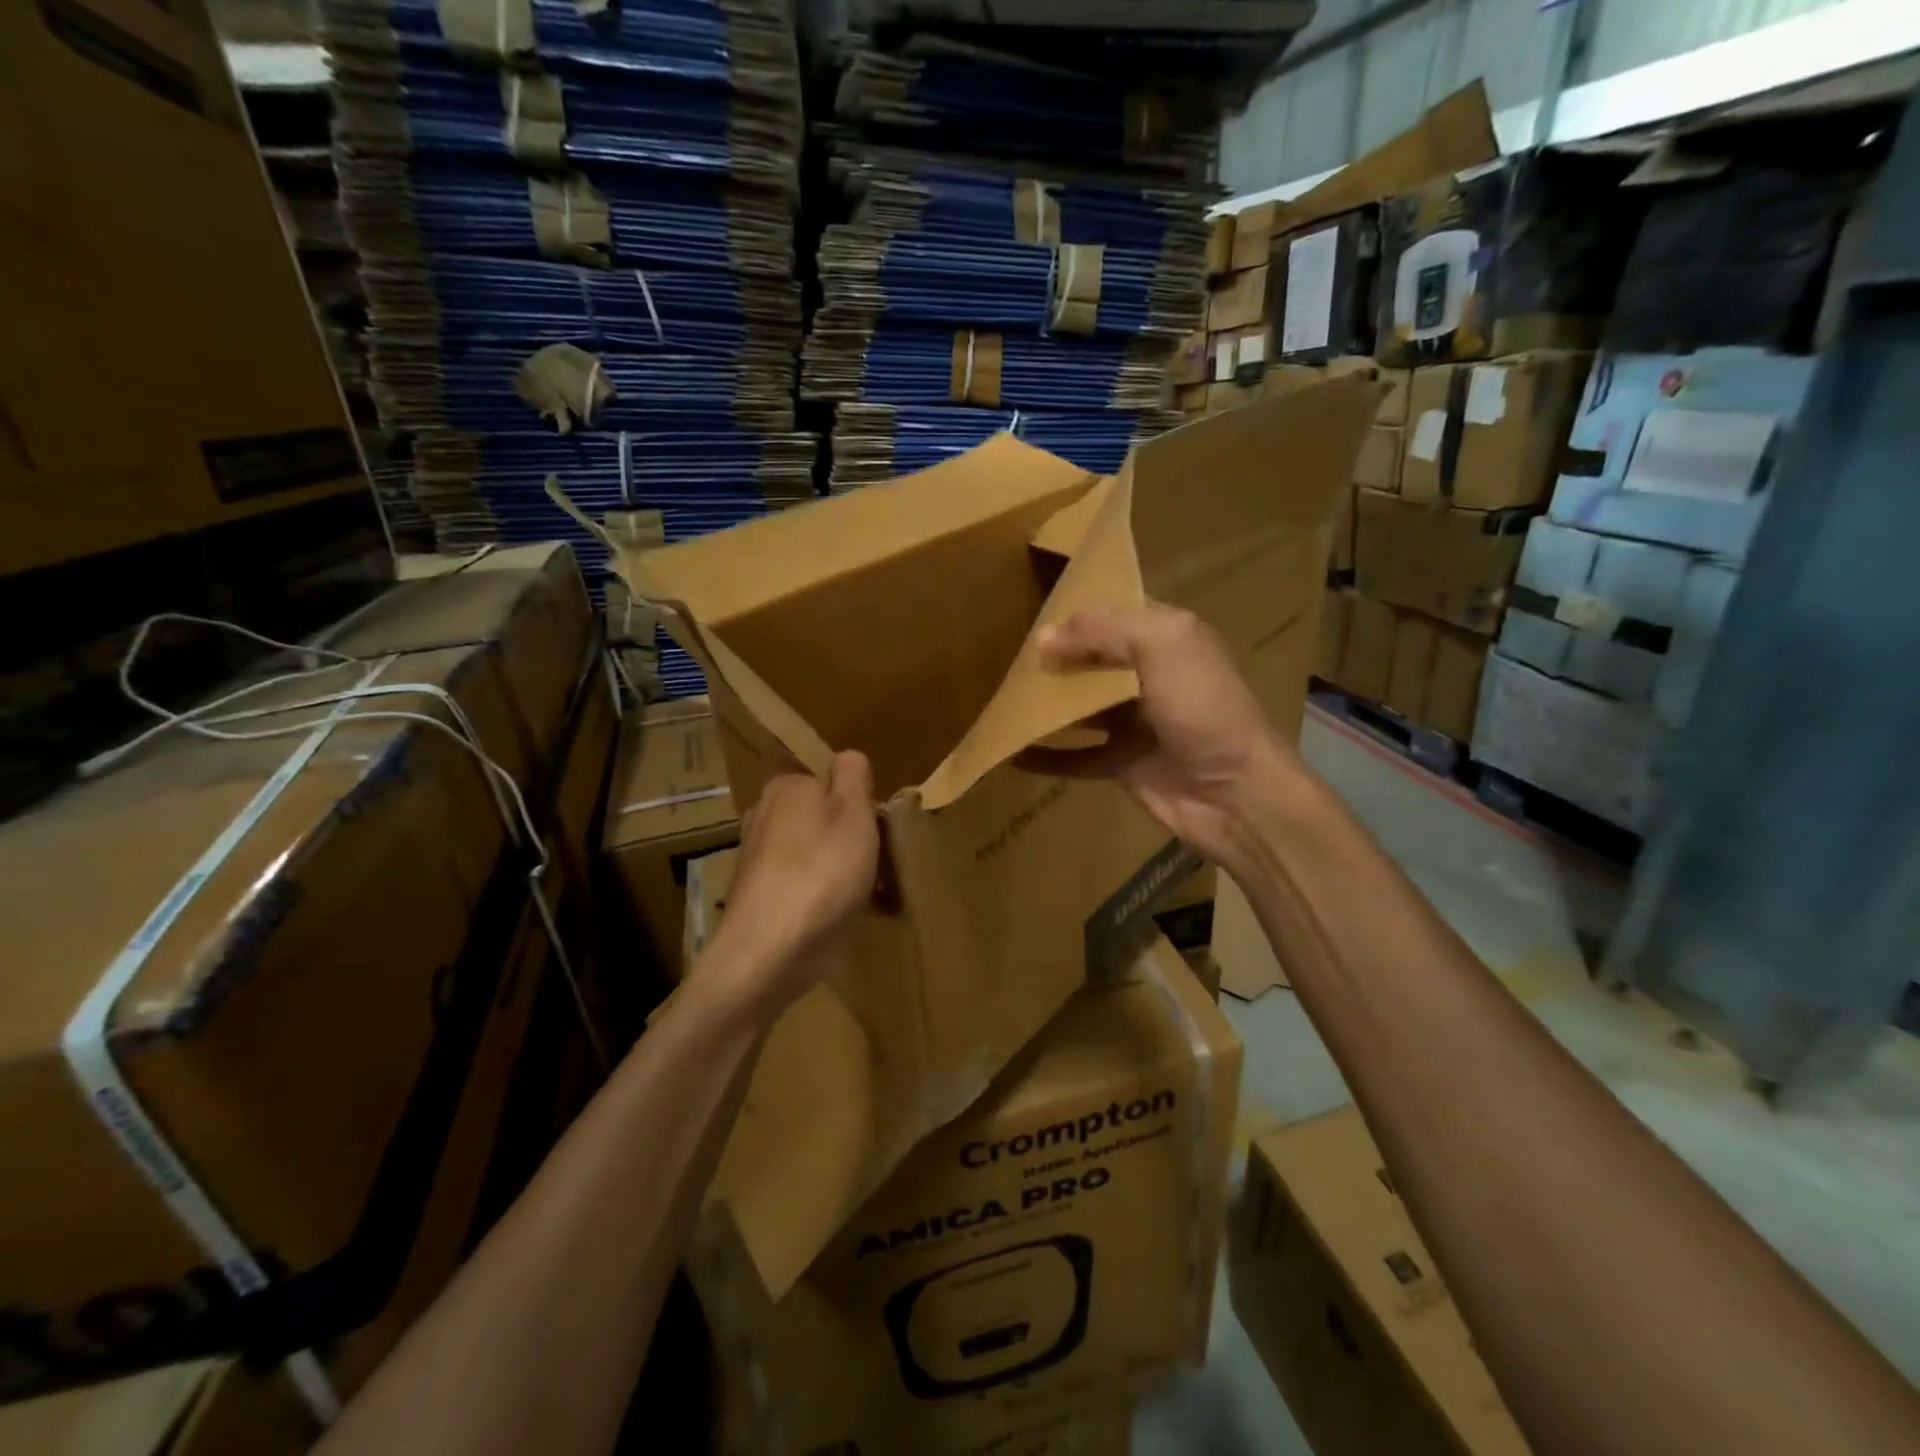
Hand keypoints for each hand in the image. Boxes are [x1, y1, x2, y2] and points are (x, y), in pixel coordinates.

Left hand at [709, 751, 879, 1014]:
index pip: (827, 779)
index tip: (877, 828)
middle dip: (846, 835)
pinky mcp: (757, 897)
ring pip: (810, 852)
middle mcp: (763, 815)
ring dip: (836, 868)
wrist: (770, 949)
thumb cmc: (822, 870)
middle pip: (818, 816)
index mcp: (786, 786)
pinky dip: (820, 895)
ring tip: (865, 894)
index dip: (857, 801)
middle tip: (878, 862)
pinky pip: (800, 884)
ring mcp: (756, 858)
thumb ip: (853, 775)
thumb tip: (847, 758)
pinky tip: (838, 917)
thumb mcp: (854, 810)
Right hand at [1025, 603, 1315, 871]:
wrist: (1236, 794)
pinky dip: (1048, 756)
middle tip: (1006, 655)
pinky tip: (1011, 752)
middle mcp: (1152, 675)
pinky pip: (1078, 756)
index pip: (1117, 612)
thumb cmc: (1203, 708)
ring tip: (1000, 697)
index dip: (1078, 610)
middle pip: (1094, 659)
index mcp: (1169, 638)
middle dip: (1056, 656)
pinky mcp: (1124, 763)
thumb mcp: (1162, 647)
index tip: (1030, 609)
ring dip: (1046, 703)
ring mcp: (1137, 722)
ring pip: (1082, 706)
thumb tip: (1044, 637)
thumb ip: (1104, 631)